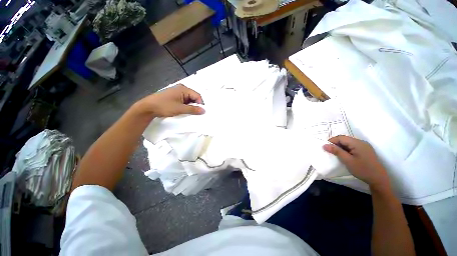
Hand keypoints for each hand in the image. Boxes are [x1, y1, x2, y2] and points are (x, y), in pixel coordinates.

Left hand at [137, 84, 204, 117]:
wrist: (147, 107)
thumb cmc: (164, 106)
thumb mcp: (180, 109)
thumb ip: (193, 110)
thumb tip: (204, 111)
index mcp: (183, 89)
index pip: (197, 96)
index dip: (200, 104)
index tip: (201, 112)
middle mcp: (181, 89)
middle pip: (193, 97)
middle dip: (195, 105)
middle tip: (196, 114)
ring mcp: (177, 93)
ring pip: (189, 100)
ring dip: (190, 106)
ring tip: (190, 113)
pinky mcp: (174, 97)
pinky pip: (184, 101)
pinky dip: (185, 106)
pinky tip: (184, 111)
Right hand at [323, 135, 389, 190]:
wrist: (378, 179)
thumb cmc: (362, 169)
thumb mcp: (347, 160)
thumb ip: (336, 151)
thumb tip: (324, 145)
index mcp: (357, 143)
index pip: (341, 137)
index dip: (332, 141)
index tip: (325, 148)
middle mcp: (361, 142)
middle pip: (345, 139)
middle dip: (336, 144)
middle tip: (330, 151)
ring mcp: (364, 146)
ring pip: (348, 143)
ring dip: (341, 147)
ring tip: (336, 154)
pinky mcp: (365, 151)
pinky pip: (353, 147)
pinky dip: (346, 149)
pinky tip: (344, 156)